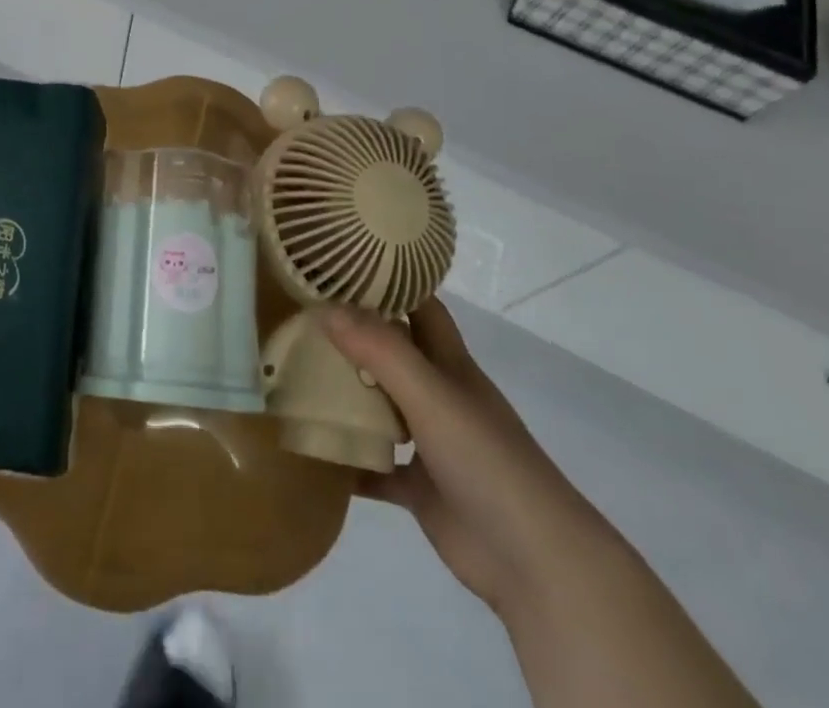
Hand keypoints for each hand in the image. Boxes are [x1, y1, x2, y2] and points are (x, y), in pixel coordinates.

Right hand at [324, 300, 620, 619]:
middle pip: (392, 351)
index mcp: (450, 365)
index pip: (419, 306)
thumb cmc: (487, 462)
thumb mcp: (431, 395)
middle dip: (352, 333)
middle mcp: (439, 395)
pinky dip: (346, 456)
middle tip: (299, 315)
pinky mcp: (419, 488)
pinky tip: (309, 446)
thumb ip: (380, 350)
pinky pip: (373, 464)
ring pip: (379, 404)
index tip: (339, 264)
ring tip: (293, 370)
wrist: (535, 564)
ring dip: (344, 391)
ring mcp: (430, 442)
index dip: (387, 282)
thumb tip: (324, 307)